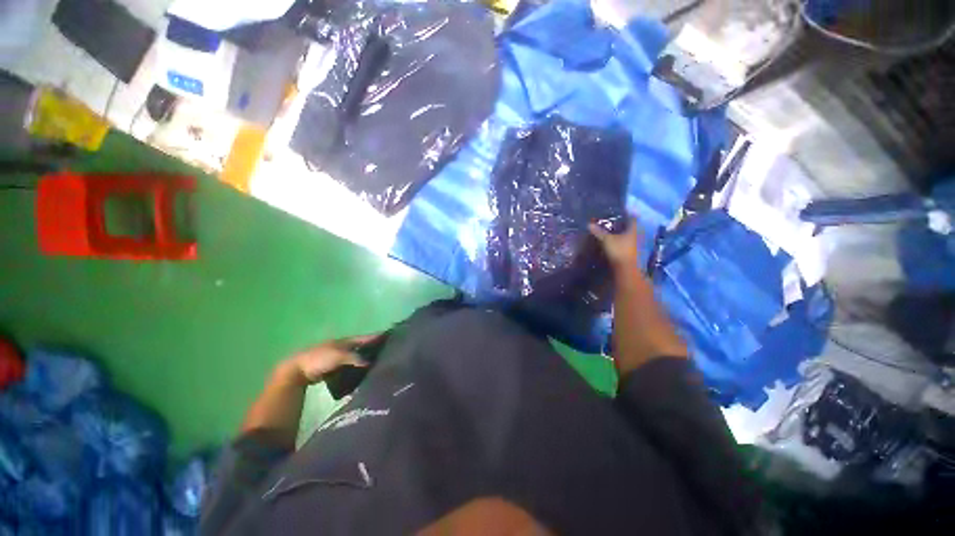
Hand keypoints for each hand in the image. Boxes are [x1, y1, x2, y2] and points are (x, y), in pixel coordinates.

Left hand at [279, 334, 379, 385]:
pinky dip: (356, 367)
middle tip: (386, 351)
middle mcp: (343, 346)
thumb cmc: (319, 359)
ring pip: (355, 356)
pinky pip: (349, 365)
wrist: (297, 370)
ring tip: (377, 363)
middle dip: (372, 347)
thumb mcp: (339, 356)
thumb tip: (370, 363)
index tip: (389, 336)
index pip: (364, 337)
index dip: (376, 337)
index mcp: (345, 341)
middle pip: (361, 346)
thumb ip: (355, 358)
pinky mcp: (332, 366)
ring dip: (364, 358)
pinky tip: (361, 372)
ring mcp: (337, 356)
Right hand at [589, 218, 640, 271]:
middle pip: (631, 228)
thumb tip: (588, 224)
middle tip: (614, 221)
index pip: (632, 219)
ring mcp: (634, 246)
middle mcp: (636, 236)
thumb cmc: (619, 250)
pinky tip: (613, 242)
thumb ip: (599, 231)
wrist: (626, 269)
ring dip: (622, 234)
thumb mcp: (607, 240)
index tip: (621, 211)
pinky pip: (625, 244)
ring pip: (628, 236)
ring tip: (612, 231)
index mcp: (633, 230)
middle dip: (623, 224)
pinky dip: (620, 242)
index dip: (628, 214)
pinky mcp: (630, 254)